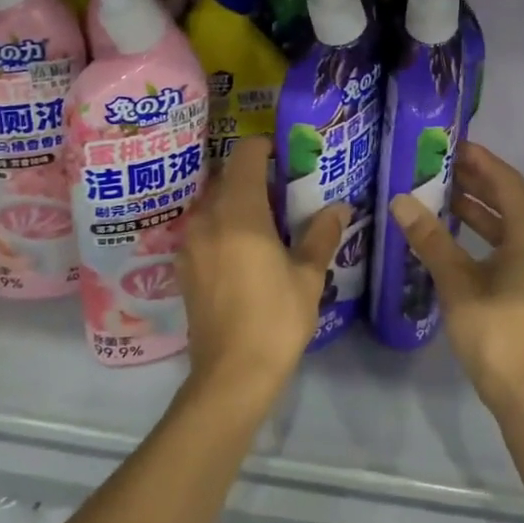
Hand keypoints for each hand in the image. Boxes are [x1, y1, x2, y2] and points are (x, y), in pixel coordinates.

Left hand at [177, 138, 346, 401]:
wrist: (231, 375)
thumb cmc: (275, 318)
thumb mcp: (308, 276)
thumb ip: (320, 234)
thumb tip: (339, 207)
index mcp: (239, 211)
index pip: (245, 155)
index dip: (264, 147)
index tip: (285, 155)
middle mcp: (207, 218)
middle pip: (226, 177)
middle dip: (253, 176)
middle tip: (285, 190)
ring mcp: (190, 242)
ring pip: (213, 203)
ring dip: (237, 201)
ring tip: (267, 220)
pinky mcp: (184, 266)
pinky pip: (204, 228)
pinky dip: (223, 225)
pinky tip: (245, 249)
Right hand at [388, 142, 523, 409]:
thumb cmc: (494, 329)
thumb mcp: (457, 281)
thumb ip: (430, 239)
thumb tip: (400, 201)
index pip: (506, 183)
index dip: (480, 161)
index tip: (452, 146)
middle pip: (510, 201)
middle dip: (476, 183)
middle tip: (440, 167)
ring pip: (509, 226)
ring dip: (478, 210)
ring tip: (441, 196)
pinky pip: (508, 247)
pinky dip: (483, 236)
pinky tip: (454, 238)